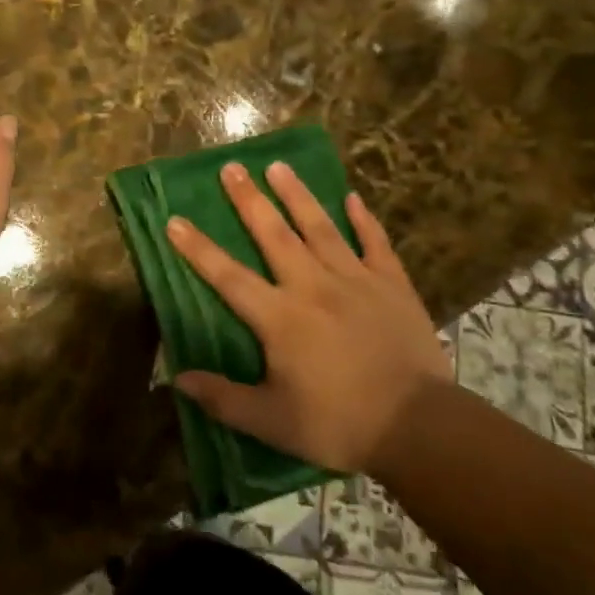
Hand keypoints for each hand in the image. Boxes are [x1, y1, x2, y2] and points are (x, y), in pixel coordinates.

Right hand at [167, 161, 452, 476]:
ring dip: (297, 195)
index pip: (228, 276)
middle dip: (249, 200)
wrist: (420, 428)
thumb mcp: (272, 422)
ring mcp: (356, 281)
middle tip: (231, 167)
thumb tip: (178, 379)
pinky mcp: (392, 285)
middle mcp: (312, 287)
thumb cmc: (339, 424)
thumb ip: (223, 399)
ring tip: (279, 166)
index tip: (174, 220)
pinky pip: (375, 243)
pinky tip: (352, 198)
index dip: (198, 249)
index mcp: (280, 317)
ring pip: (320, 227)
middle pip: (274, 235)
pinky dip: (363, 220)